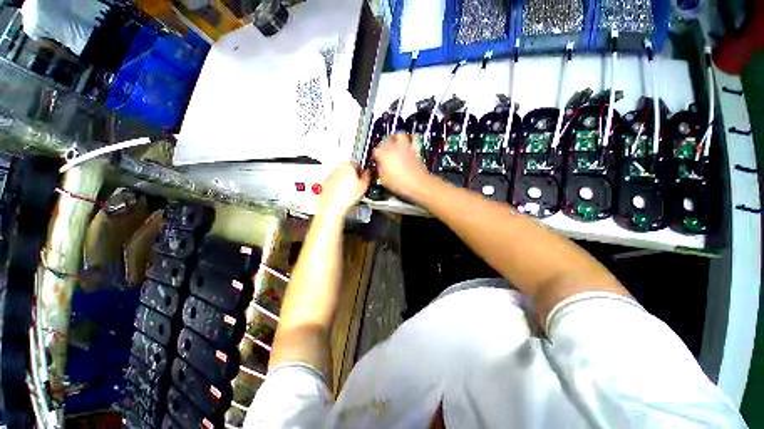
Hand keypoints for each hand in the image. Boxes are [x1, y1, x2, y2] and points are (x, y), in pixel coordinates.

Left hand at [316, 162, 370, 217]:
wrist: (330, 207)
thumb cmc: (345, 198)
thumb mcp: (363, 187)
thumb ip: (367, 177)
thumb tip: (367, 174)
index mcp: (348, 166)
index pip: (357, 164)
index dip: (362, 172)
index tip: (363, 178)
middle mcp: (337, 167)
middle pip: (347, 168)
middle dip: (352, 175)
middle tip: (356, 185)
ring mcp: (330, 174)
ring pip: (340, 174)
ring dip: (344, 180)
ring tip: (348, 191)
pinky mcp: (324, 181)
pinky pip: (333, 180)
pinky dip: (337, 185)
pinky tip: (340, 194)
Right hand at [373, 134, 431, 200]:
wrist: (418, 184)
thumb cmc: (400, 184)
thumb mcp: (384, 180)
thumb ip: (380, 170)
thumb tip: (380, 166)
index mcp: (384, 155)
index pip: (376, 150)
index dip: (375, 154)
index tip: (376, 158)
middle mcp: (394, 148)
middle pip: (386, 140)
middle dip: (384, 144)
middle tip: (384, 149)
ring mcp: (405, 148)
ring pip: (399, 135)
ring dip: (396, 137)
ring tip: (395, 141)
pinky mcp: (415, 150)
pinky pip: (414, 138)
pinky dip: (411, 138)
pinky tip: (409, 142)